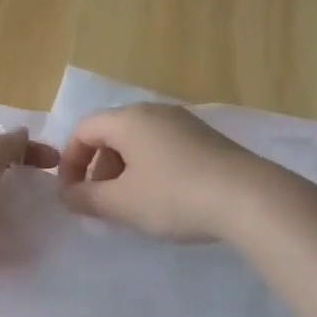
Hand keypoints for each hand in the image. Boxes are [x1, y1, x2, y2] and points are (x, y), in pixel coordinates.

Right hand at [56, 104, 271, 241]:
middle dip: (97, 168)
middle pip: (111, 133)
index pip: (83, 129)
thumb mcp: (122, 203)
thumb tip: (68, 195)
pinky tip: (164, 199)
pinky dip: (150, 169)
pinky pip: (164, 148)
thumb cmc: (174, 196)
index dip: (69, 161)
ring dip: (124, 171)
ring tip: (131, 204)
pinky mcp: (207, 139)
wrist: (248, 198)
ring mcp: (185, 123)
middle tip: (101, 202)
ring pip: (139, 142)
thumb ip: (87, 198)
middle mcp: (155, 112)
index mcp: (129, 119)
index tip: (71, 194)